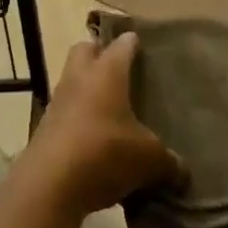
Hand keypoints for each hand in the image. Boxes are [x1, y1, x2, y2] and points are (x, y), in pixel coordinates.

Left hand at [23, 33, 186, 217]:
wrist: (49, 185)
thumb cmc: (105, 153)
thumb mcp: (148, 159)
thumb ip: (168, 161)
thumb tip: (182, 170)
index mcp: (107, 71)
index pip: (123, 44)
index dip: (133, 43)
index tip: (144, 46)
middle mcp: (80, 77)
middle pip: (85, 49)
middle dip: (100, 54)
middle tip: (121, 71)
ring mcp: (58, 101)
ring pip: (72, 79)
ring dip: (87, 88)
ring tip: (109, 110)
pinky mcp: (45, 127)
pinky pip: (65, 112)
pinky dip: (77, 119)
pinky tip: (94, 141)